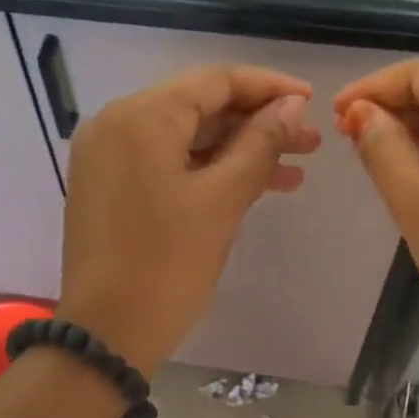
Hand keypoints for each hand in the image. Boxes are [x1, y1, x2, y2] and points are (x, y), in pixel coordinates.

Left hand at [58, 66, 320, 373]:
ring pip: (184, 139)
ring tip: (294, 170)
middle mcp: (115, 125)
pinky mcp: (108, 187)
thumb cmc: (166, 265)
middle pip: (198, 108)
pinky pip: (165, 164)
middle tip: (309, 143)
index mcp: (139, 117)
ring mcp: (107, 157)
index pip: (213, 82)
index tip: (311, 102)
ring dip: (237, 151)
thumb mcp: (222, 200)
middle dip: (256, 124)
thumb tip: (291, 106)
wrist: (107, 335)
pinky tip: (252, 185)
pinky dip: (206, 171)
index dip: (268, 89)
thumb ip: (260, 144)